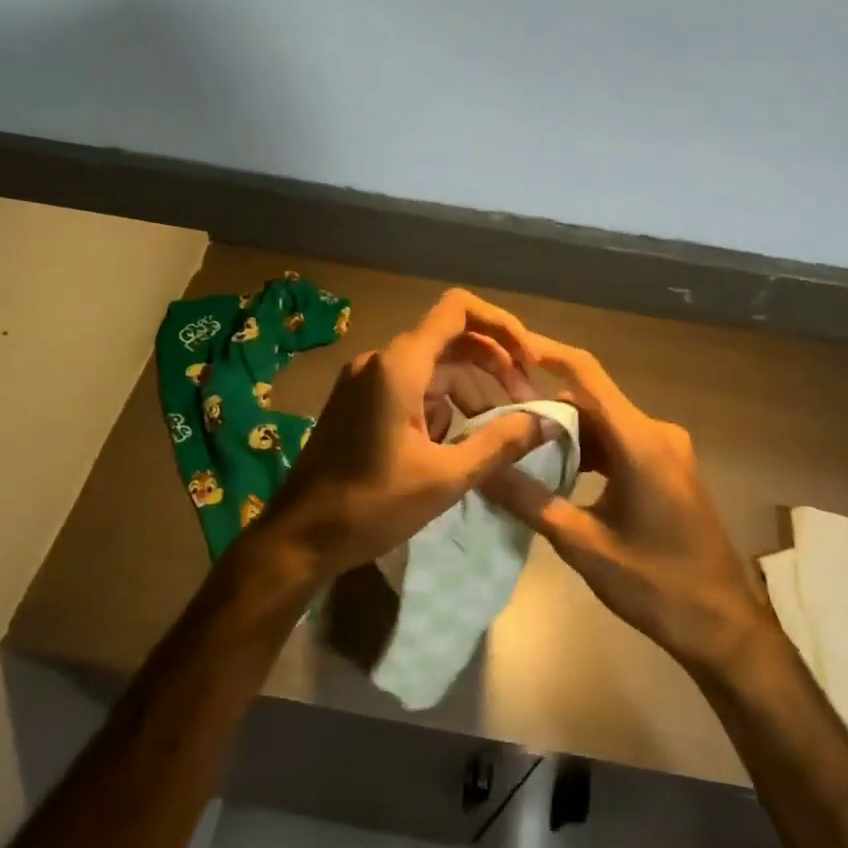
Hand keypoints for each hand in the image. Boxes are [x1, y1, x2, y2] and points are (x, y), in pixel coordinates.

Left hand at [234, 289, 552, 595]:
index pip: (458, 311)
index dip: (502, 326)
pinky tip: (454, 446)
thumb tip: (548, 421)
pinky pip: (411, 388)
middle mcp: (379, 361)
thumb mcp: (446, 477)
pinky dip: (441, 407)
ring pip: (433, 368)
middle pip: (450, 339)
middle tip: (525, 404)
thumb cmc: (372, 505)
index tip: (529, 364)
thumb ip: (501, 443)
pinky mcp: (358, 402)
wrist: (300, 536)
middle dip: (493, 365)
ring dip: (469, 392)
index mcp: (399, 366)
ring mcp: (365, 381)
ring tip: (496, 433)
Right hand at [481, 335, 774, 677]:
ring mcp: (667, 450)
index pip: (586, 374)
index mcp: (641, 442)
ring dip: (565, 434)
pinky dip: (588, 452)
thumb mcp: (585, 546)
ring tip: (517, 450)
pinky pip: (620, 443)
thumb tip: (482, 470)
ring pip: (604, 424)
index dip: (546, 353)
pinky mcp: (668, 468)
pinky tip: (558, 474)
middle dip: (544, 408)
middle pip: (591, 401)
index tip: (507, 346)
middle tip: (496, 421)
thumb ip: (531, 502)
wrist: (723, 625)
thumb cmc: (657, 585)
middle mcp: (657, 433)